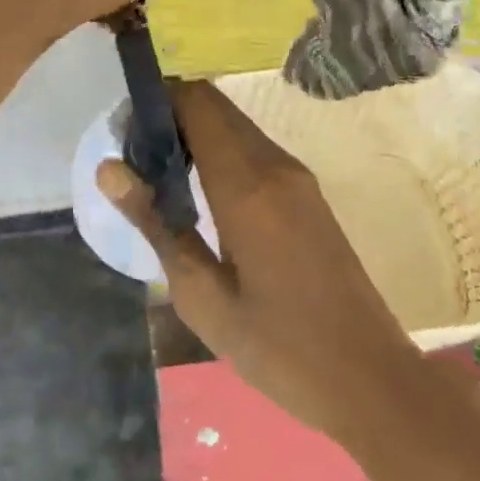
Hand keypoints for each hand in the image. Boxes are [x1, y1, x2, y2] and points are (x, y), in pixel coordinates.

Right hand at [98, 81, 479, 480]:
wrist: (371, 379)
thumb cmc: (279, 348)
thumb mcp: (202, 297)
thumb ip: (156, 223)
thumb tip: (108, 169)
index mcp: (246, 184)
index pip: (197, 102)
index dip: (157, 101)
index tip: (125, 131)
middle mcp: (274, 164)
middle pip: (216, 106)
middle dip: (172, 115)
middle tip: (136, 158)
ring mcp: (297, 176)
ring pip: (236, 125)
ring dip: (196, 133)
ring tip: (161, 179)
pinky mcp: (308, 193)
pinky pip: (254, 149)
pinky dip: (221, 151)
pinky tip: (203, 195)